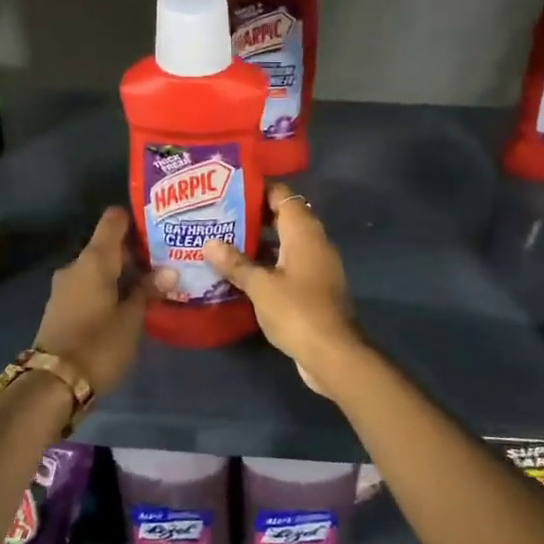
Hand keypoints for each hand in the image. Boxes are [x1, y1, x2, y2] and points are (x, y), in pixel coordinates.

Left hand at [33, 208, 164, 393]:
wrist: (52, 384)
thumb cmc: (98, 345)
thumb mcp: (131, 319)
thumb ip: (148, 291)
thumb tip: (170, 270)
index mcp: (94, 260)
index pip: (113, 220)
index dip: (135, 218)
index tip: (159, 226)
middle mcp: (76, 266)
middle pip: (107, 245)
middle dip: (135, 251)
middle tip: (166, 259)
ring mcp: (65, 287)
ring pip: (99, 268)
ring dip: (122, 273)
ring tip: (153, 283)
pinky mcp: (61, 307)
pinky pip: (90, 286)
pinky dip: (109, 288)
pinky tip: (129, 303)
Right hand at [203, 183, 361, 397]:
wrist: (333, 354)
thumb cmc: (297, 311)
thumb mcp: (260, 286)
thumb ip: (235, 263)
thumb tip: (209, 243)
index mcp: (303, 232)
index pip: (281, 195)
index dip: (256, 189)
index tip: (227, 189)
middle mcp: (313, 241)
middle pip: (282, 217)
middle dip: (252, 216)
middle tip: (217, 215)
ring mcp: (316, 265)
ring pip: (284, 242)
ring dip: (258, 242)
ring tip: (222, 241)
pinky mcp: (313, 287)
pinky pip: (287, 264)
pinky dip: (267, 263)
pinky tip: (240, 272)